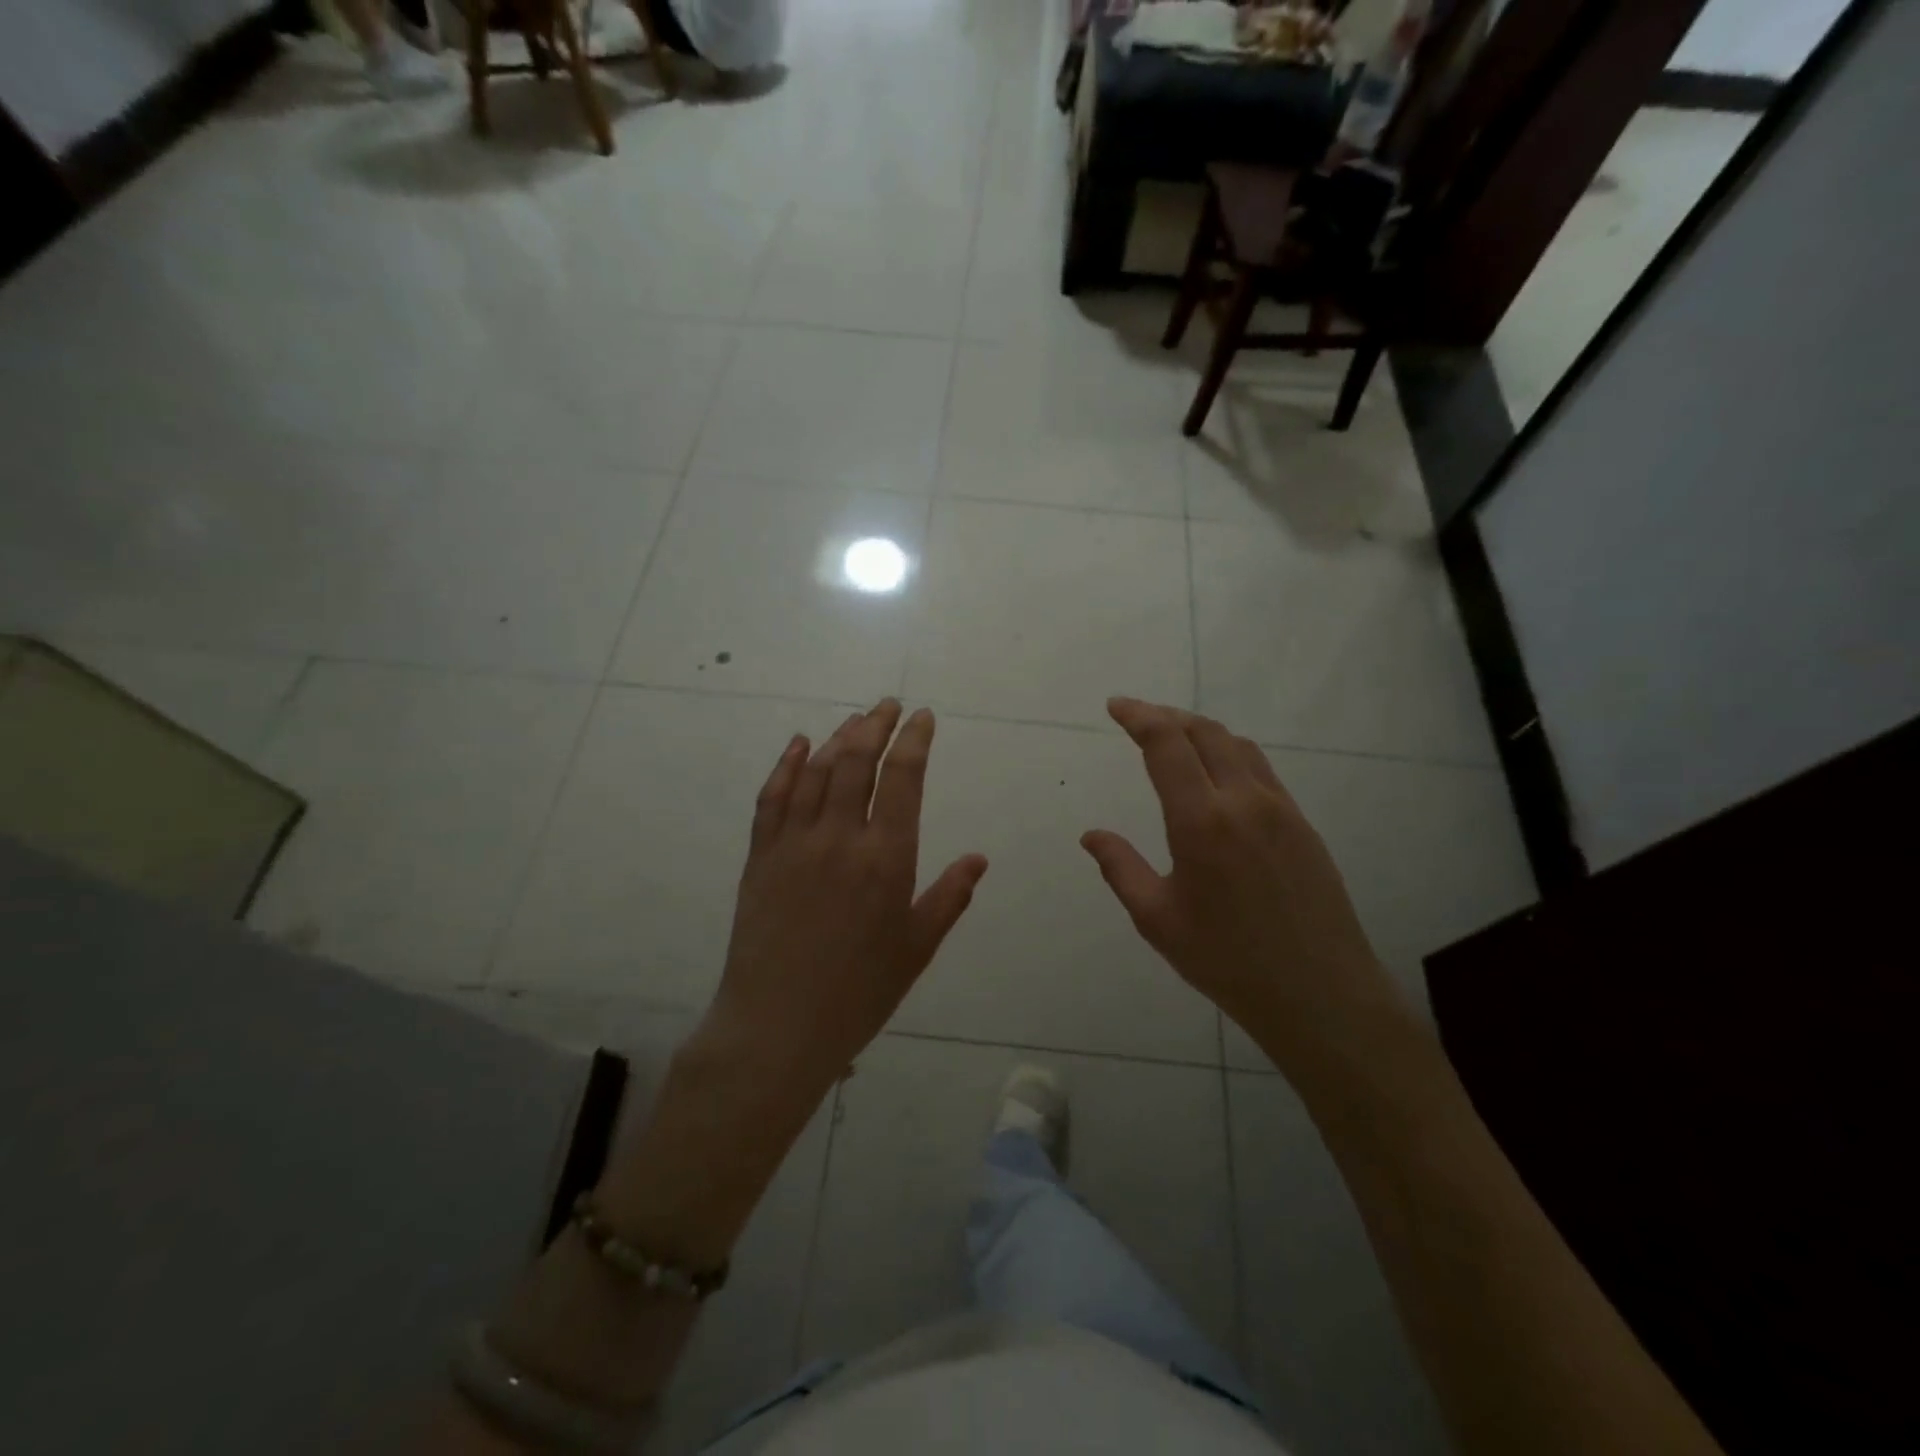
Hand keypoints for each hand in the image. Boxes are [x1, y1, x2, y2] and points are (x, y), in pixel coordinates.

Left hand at [696, 699, 988, 1115]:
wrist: (777, 1026)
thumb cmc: (859, 992)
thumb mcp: (916, 948)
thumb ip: (949, 897)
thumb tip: (979, 858)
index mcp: (886, 858)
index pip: (903, 779)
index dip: (915, 740)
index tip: (923, 718)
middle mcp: (839, 838)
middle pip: (857, 761)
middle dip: (876, 725)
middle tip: (890, 705)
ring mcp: (794, 843)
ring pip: (817, 771)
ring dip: (838, 737)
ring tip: (856, 719)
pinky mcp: (760, 856)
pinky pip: (773, 797)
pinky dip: (787, 764)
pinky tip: (798, 744)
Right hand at [1081, 697, 1403, 1064]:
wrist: (1321, 994)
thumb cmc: (1228, 961)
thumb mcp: (1158, 920)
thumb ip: (1121, 868)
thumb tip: (1091, 835)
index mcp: (1202, 822)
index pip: (1167, 745)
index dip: (1139, 717)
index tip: (1116, 706)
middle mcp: (1244, 801)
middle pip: (1204, 732)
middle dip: (1166, 716)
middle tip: (1137, 718)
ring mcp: (1281, 810)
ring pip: (1238, 746)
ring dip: (1200, 731)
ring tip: (1174, 739)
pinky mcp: (1303, 825)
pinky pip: (1261, 770)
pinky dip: (1230, 754)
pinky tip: (1218, 776)